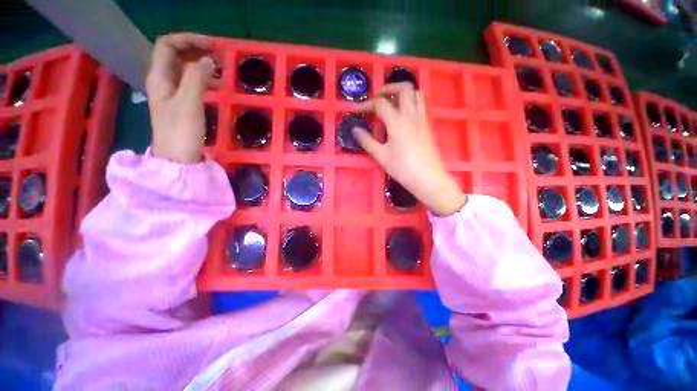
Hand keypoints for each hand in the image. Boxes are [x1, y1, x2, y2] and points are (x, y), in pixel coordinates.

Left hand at [146, 33, 218, 163]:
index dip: (187, 40)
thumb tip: (208, 61)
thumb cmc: (181, 132)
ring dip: (201, 64)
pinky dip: (203, 78)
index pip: (167, 45)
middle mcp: (163, 81)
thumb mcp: (189, 103)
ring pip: (184, 69)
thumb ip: (197, 78)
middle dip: (196, 50)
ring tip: (221, 68)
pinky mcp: (181, 104)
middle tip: (219, 56)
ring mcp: (172, 93)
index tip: (211, 46)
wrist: (178, 159)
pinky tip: (216, 84)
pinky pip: (191, 83)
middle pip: (175, 55)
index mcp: (159, 77)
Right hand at [352, 83, 465, 215]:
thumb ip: (366, 141)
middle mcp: (411, 114)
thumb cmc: (402, 168)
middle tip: (377, 98)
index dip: (366, 105)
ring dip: (401, 92)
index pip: (380, 104)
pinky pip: (420, 103)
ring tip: (390, 102)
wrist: (427, 178)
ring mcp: (421, 118)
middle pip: (403, 87)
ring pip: (415, 93)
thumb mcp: (380, 156)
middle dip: (388, 88)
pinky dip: (410, 101)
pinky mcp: (427, 125)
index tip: (356, 112)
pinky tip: (402, 114)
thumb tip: (355, 129)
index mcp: (397, 121)